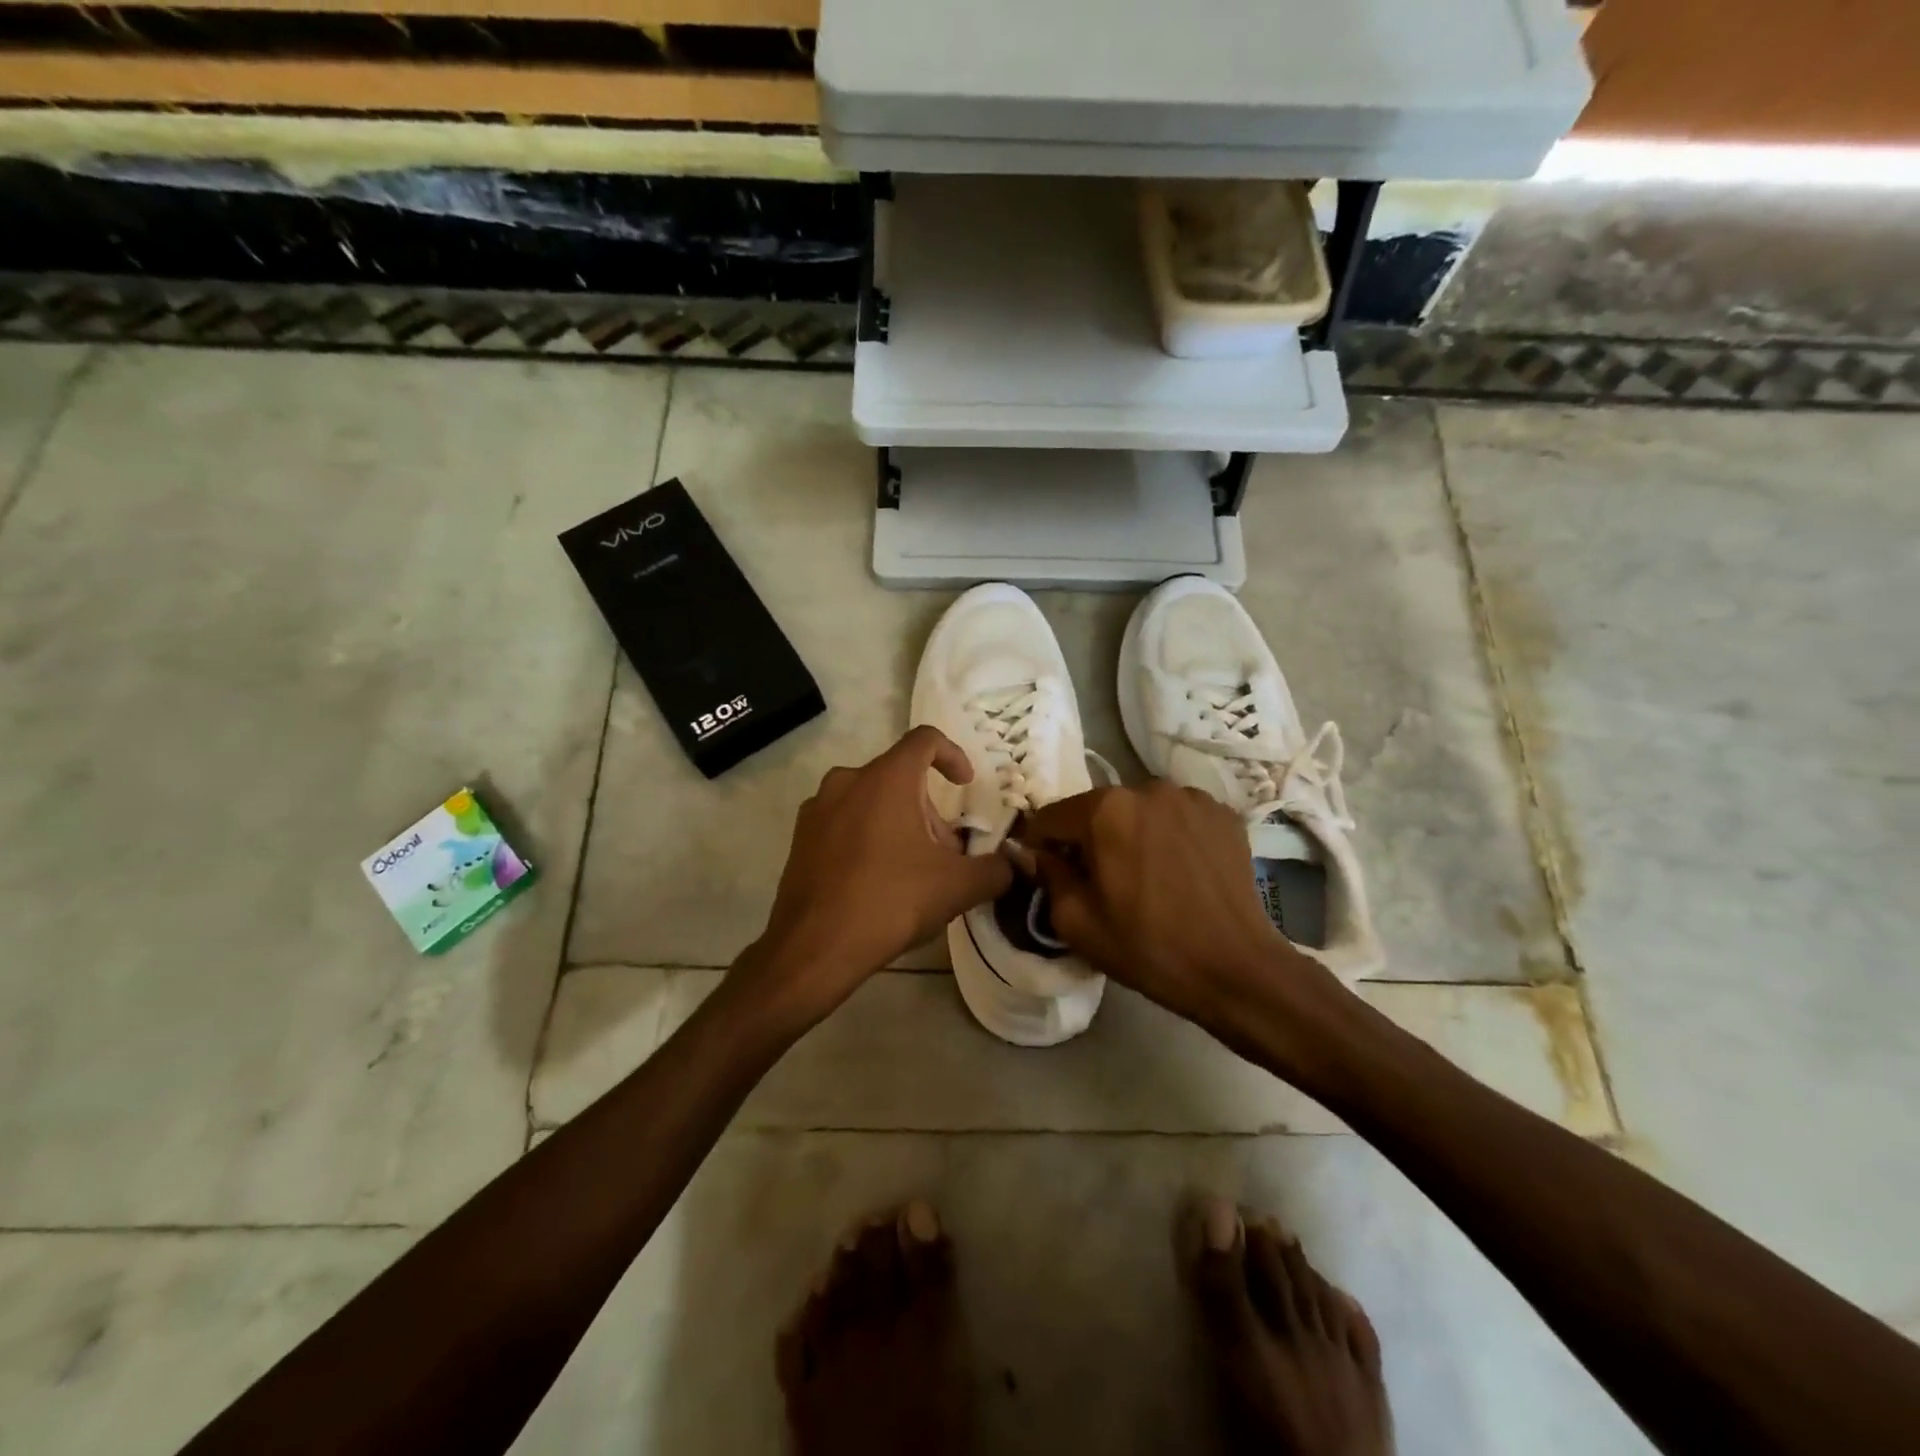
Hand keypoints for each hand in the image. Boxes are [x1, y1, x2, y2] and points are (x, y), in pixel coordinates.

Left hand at [738, 726, 1013, 1029]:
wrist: (814, 948)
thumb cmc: (890, 902)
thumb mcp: (957, 887)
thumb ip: (995, 870)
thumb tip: (1013, 865)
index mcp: (886, 779)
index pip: (925, 740)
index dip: (953, 755)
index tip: (965, 784)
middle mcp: (848, 781)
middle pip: (900, 776)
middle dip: (930, 809)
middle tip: (946, 852)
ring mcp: (818, 808)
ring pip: (871, 799)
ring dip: (900, 823)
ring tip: (914, 870)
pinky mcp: (801, 837)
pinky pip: (845, 821)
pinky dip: (869, 835)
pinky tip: (879, 880)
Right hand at [1019, 783, 1335, 1030]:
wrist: (1236, 969)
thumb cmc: (1147, 947)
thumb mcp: (1076, 922)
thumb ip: (1047, 875)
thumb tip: (1034, 852)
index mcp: (1106, 809)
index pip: (1052, 816)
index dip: (1042, 845)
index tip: (1049, 872)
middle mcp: (1148, 788)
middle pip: (1099, 809)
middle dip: (1091, 838)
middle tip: (1102, 881)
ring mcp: (1191, 797)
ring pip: (1140, 811)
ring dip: (1133, 834)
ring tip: (1147, 876)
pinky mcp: (1223, 813)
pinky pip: (1178, 817)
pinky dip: (1170, 836)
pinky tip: (1180, 871)